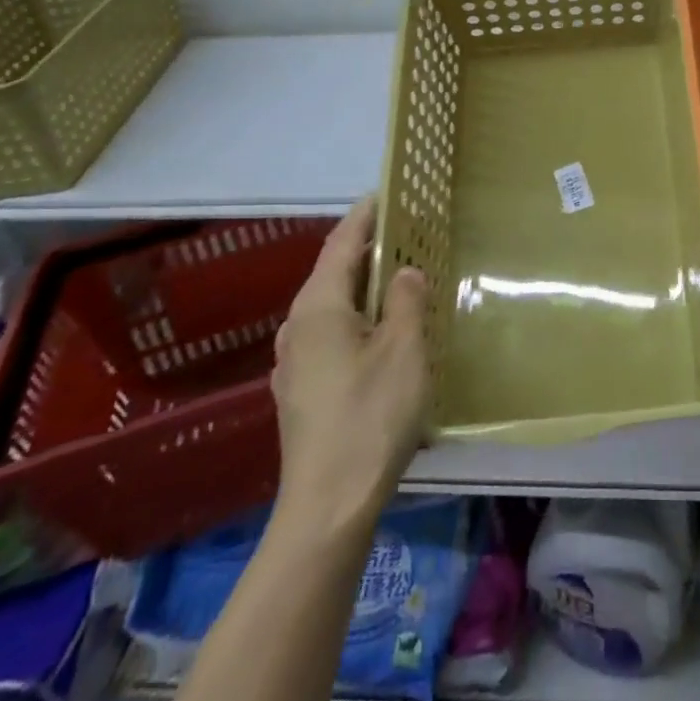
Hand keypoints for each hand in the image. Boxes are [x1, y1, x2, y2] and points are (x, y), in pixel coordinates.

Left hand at [270, 198, 429, 531]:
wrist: (328, 507)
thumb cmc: (370, 416)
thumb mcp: (404, 349)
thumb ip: (405, 300)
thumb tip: (403, 271)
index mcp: (318, 307)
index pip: (342, 243)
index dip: (365, 216)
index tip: (387, 193)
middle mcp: (297, 327)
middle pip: (332, 272)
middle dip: (365, 249)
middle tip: (404, 232)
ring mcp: (294, 362)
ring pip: (330, 305)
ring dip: (361, 285)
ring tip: (396, 277)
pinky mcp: (301, 391)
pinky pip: (329, 333)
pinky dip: (355, 316)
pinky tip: (379, 331)